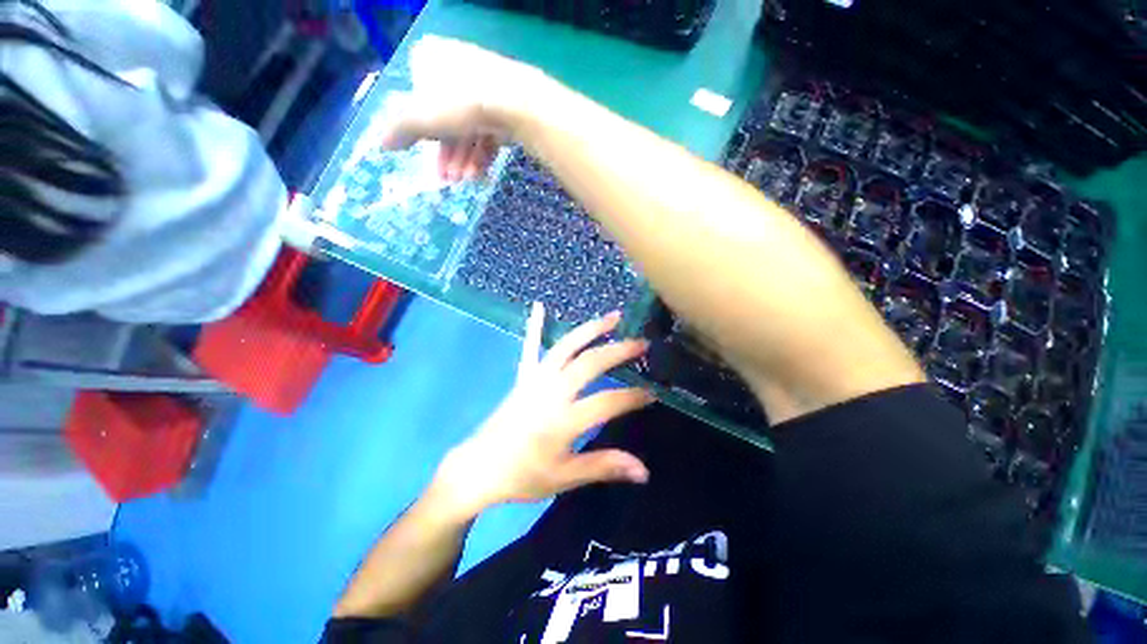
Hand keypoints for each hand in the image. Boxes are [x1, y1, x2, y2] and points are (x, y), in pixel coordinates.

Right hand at [378, 35, 556, 180]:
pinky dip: (482, 154)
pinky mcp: (507, 106)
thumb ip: (399, 130)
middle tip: (446, 179)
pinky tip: (478, 175)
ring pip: (469, 128)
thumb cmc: (459, 104)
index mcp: (430, 58)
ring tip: (464, 181)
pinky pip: (489, 131)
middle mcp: (458, 67)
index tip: (424, 151)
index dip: (422, 130)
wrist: (514, 103)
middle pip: (446, 118)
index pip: (418, 98)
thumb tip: (382, 144)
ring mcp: (485, 86)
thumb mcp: (420, 117)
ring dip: (463, 159)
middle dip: (446, 153)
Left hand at [429, 303, 655, 519]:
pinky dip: (534, 326)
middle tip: (642, 344)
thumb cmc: (523, 476)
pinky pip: (529, 347)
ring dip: (590, 329)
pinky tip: (538, 306)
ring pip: (566, 347)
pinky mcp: (523, 376)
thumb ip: (604, 466)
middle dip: (618, 351)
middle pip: (589, 363)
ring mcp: (535, 379)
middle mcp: (550, 392)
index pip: (606, 402)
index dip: (632, 397)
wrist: (479, 468)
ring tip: (613, 317)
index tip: (652, 393)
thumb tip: (644, 472)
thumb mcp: (565, 477)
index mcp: (562, 420)